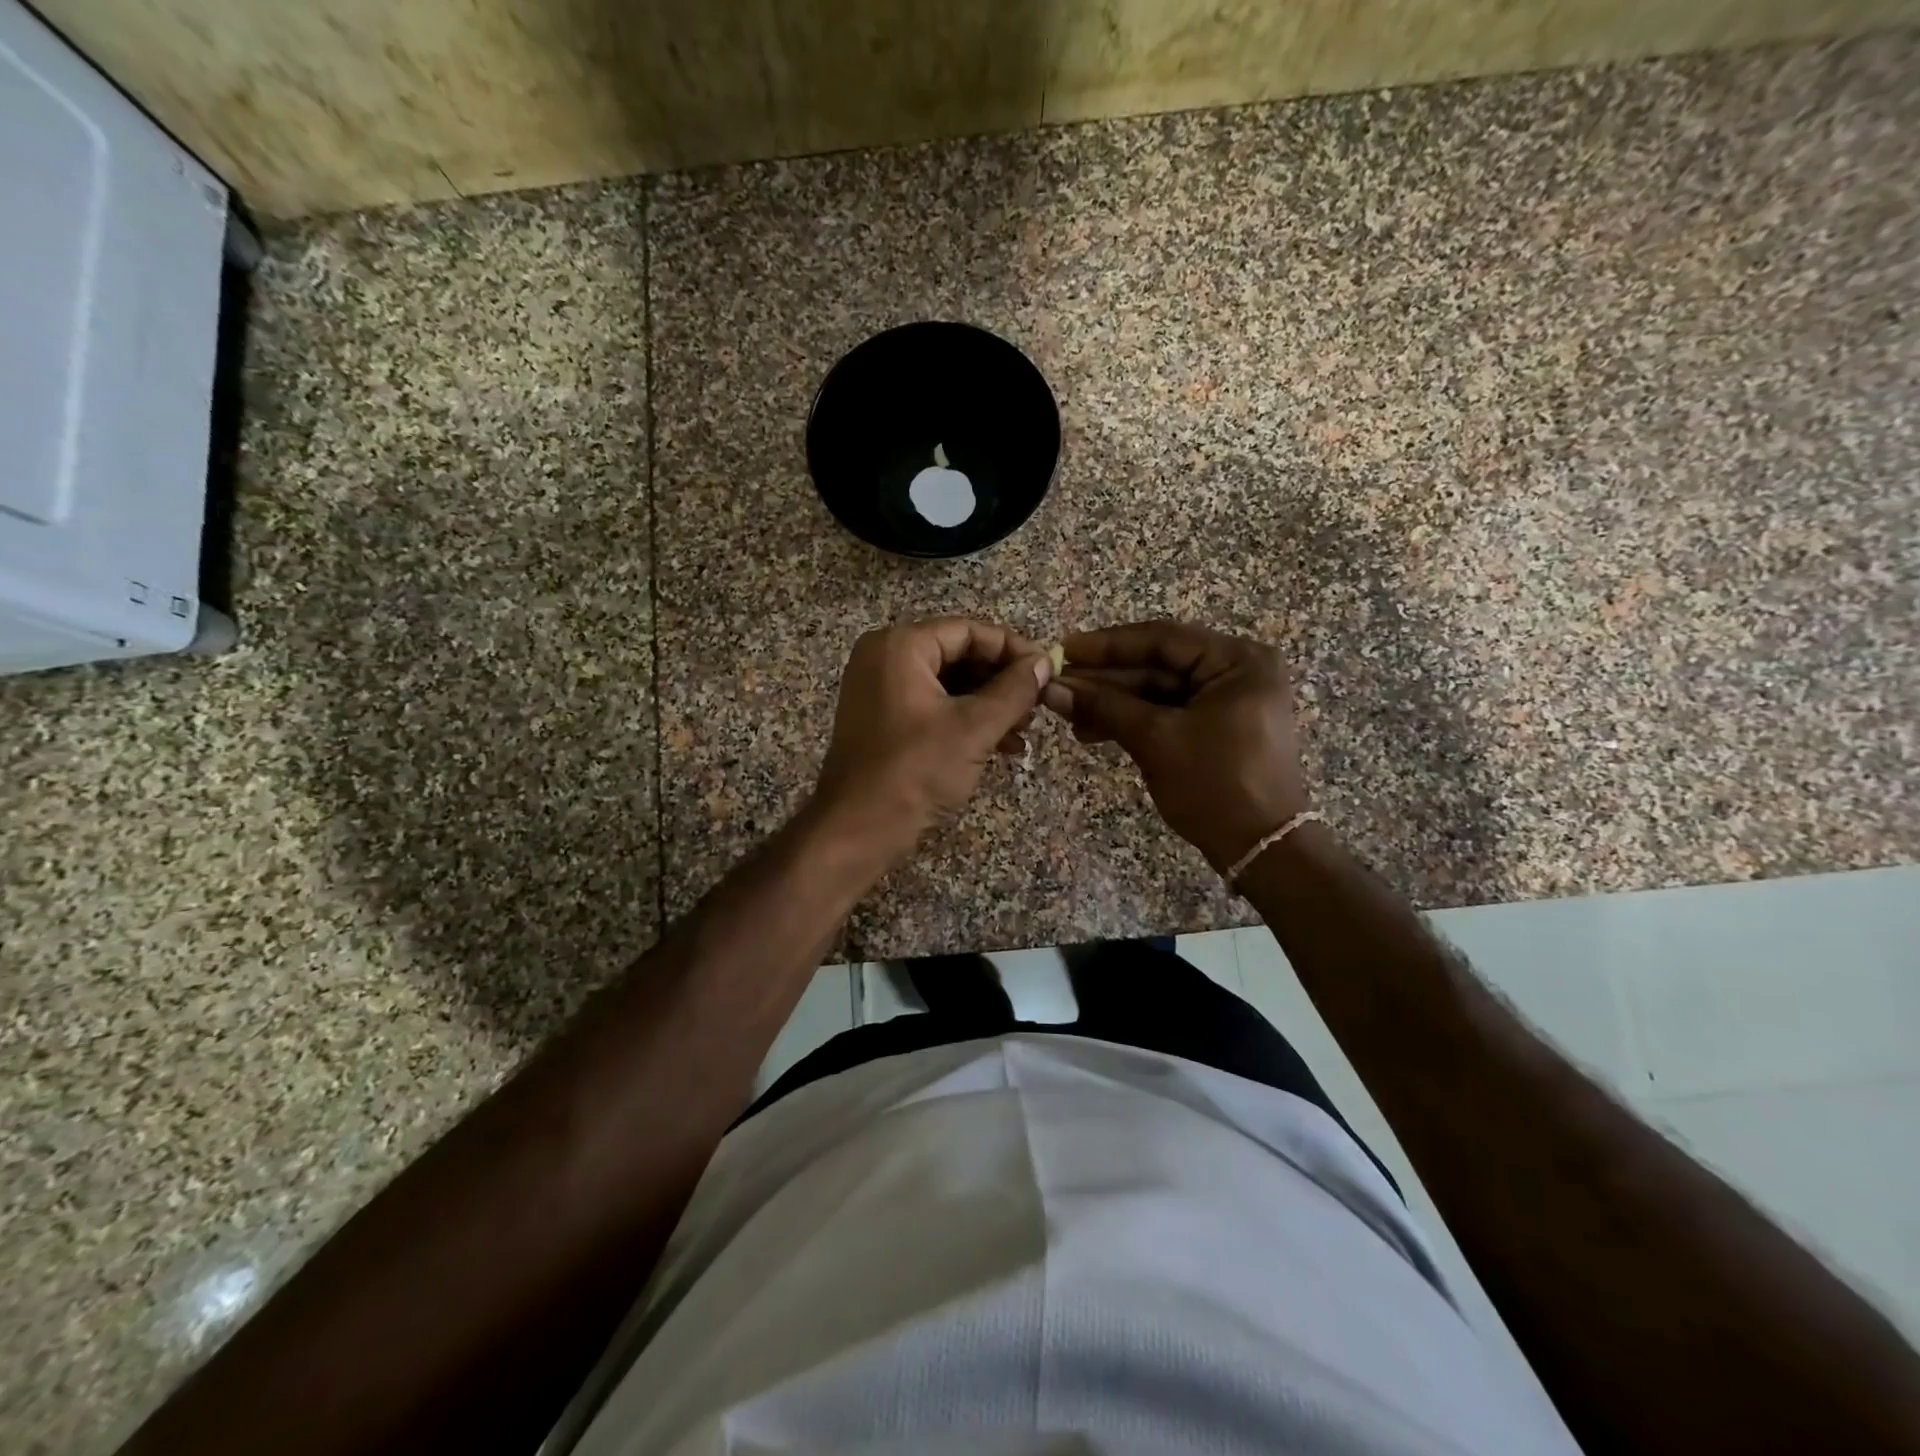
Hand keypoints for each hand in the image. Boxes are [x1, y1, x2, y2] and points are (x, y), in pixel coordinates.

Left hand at [813, 617, 1053, 862]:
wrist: (857, 829)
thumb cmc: (915, 771)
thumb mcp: (974, 728)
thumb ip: (1014, 690)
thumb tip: (1045, 662)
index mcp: (900, 646)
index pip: (968, 631)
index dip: (1012, 649)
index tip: (1047, 670)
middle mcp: (885, 658)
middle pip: (958, 654)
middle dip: (1002, 681)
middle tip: (1038, 704)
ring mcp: (880, 689)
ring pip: (948, 684)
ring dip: (989, 704)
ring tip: (1025, 730)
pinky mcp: (883, 719)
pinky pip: (933, 706)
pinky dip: (966, 721)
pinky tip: (1002, 746)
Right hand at [1043, 621, 1309, 873]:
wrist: (1260, 849)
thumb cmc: (1215, 784)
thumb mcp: (1156, 740)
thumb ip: (1104, 707)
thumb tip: (1051, 688)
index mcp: (1237, 661)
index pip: (1162, 639)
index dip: (1107, 645)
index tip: (1064, 650)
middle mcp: (1236, 672)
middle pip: (1158, 665)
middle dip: (1105, 679)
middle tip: (1057, 684)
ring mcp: (1226, 701)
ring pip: (1157, 692)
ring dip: (1112, 703)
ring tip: (1067, 714)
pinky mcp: (1215, 728)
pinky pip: (1166, 713)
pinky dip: (1131, 721)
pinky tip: (1092, 730)